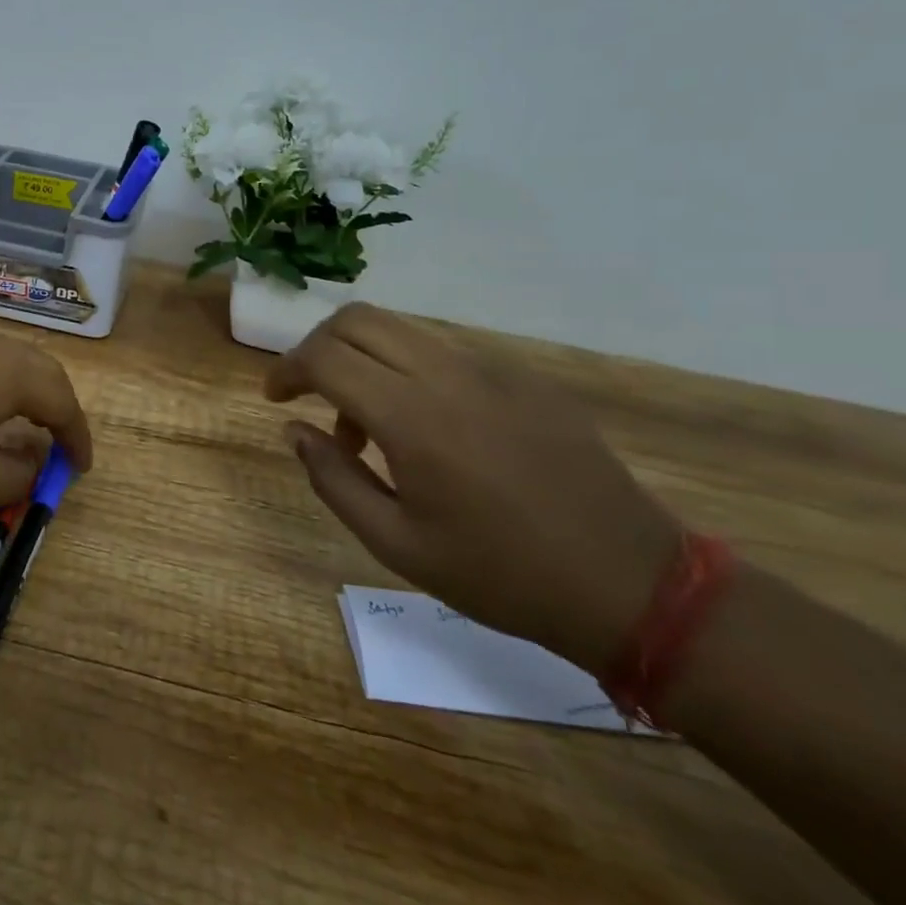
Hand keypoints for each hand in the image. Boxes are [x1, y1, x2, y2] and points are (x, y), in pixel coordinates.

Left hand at [0, 311, 92, 516]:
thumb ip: (20, 475)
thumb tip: (34, 458)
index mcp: (11, 370)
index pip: (63, 401)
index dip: (77, 437)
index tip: (79, 468)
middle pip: (36, 369)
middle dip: (54, 406)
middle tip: (57, 441)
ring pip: (1, 354)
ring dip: (18, 387)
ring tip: (17, 417)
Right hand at [266, 303, 682, 672]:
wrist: (629, 584)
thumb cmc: (500, 574)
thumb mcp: (396, 544)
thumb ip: (333, 479)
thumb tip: (294, 431)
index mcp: (412, 417)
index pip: (325, 356)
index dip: (287, 369)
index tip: (275, 399)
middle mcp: (448, 374)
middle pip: (358, 319)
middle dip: (318, 347)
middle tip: (311, 395)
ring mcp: (493, 369)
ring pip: (402, 329)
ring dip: (365, 359)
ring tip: (370, 427)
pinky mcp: (525, 377)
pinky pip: (446, 351)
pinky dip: (410, 370)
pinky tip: (427, 428)